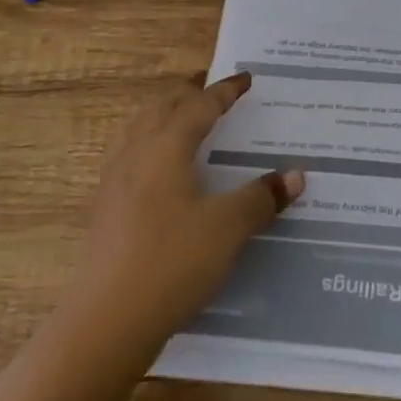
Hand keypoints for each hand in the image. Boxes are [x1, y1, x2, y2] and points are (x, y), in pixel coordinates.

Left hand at [76, 72, 304, 351]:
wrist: (107, 321)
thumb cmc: (172, 262)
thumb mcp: (227, 229)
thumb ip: (260, 197)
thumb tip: (295, 175)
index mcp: (166, 147)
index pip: (199, 105)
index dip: (225, 90)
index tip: (245, 79)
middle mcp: (136, 153)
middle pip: (162, 107)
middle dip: (189, 93)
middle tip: (214, 91)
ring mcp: (115, 180)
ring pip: (139, 128)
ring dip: (164, 114)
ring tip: (184, 118)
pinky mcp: (106, 208)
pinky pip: (129, 154)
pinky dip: (150, 142)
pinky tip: (159, 168)